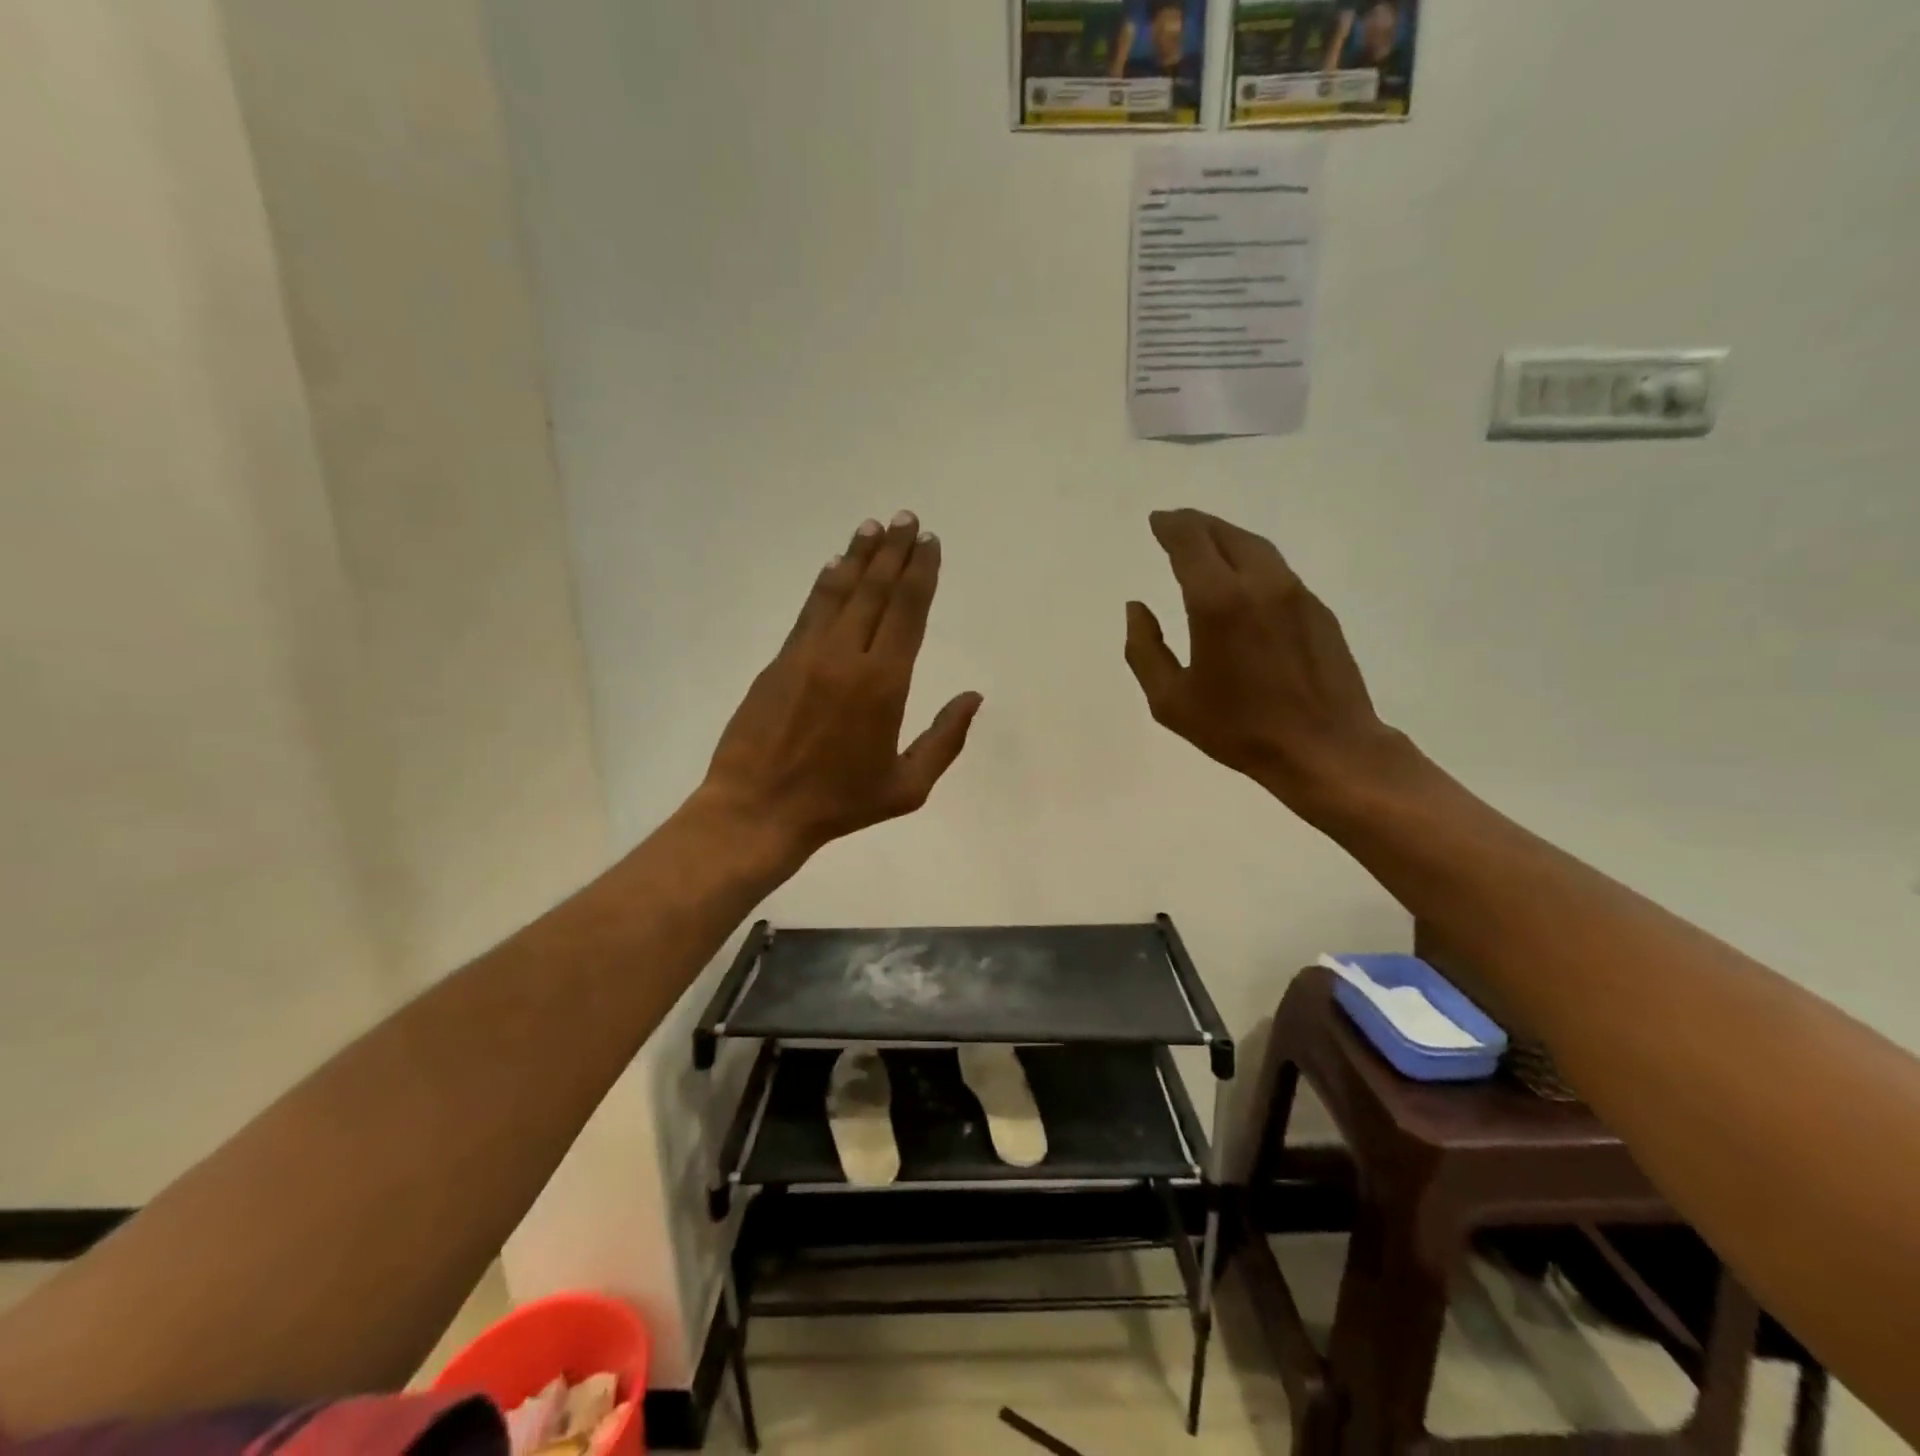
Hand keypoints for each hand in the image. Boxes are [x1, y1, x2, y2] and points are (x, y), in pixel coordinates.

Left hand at [701, 511, 981, 862]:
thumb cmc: (839, 803)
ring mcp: (808, 654)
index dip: (921, 573)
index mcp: (884, 683)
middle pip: (875, 591)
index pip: (907, 612)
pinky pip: (808, 611)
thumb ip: (945, 740)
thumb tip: (972, 697)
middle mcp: (847, 656)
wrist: (758, 809)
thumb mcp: (907, 787)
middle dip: (894, 551)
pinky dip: (825, 584)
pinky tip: (834, 566)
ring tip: (873, 527)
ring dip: (858, 556)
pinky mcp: (779, 661)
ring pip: (839, 592)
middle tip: (906, 518)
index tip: (929, 542)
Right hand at [1123, 508, 1405, 813]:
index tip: (1157, 521)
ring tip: (1206, 543)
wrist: (1326, 747)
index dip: (1170, 526)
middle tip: (1175, 525)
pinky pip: (1277, 570)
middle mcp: (1260, 583)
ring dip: (1226, 538)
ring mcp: (1295, 592)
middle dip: (1196, 524)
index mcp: (1218, 602)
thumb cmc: (1239, 729)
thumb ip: (1144, 649)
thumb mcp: (1171, 701)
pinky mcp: (1318, 609)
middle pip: (1224, 534)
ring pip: (1256, 546)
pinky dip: (1251, 561)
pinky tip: (1242, 579)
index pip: (1190, 542)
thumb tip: (1137, 609)